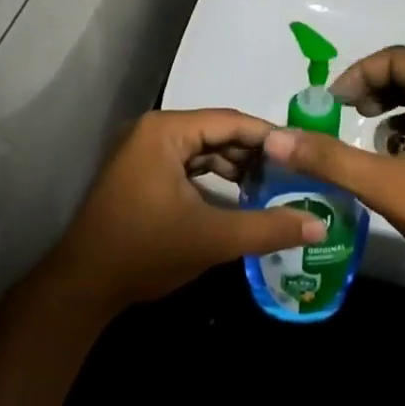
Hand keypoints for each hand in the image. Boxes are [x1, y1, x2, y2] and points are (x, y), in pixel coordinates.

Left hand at [45, 109, 327, 316]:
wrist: (84, 284)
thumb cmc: (146, 250)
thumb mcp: (212, 238)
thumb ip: (267, 228)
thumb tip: (320, 223)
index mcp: (166, 131)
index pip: (230, 121)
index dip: (269, 136)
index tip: (304, 153)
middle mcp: (154, 130)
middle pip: (217, 132)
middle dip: (255, 153)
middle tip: (294, 172)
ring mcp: (145, 151)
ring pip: (203, 149)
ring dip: (236, 166)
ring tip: (273, 186)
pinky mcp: (142, 172)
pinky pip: (188, 164)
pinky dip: (214, 177)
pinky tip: (240, 196)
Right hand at [261, 47, 404, 297]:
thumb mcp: (383, 184)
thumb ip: (328, 158)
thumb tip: (276, 138)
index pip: (399, 58)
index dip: (361, 72)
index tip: (336, 101)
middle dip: (376, 87)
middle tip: (349, 112)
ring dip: (394, 108)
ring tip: (371, 138)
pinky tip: (400, 162)